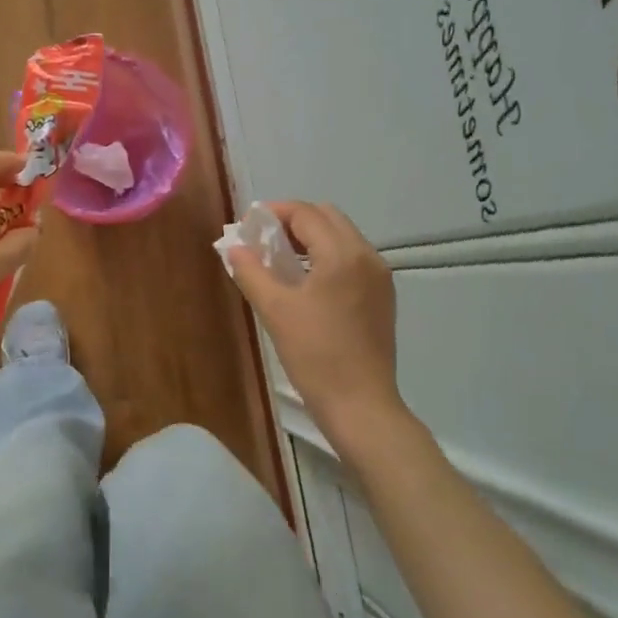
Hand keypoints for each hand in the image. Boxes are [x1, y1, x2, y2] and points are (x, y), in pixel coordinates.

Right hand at [228, 202, 405, 442]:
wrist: (360, 404)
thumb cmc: (315, 355)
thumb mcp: (275, 310)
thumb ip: (252, 272)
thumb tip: (234, 247)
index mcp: (343, 254)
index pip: (306, 214)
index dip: (274, 213)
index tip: (247, 226)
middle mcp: (367, 256)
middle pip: (328, 218)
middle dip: (293, 221)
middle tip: (263, 240)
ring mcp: (379, 277)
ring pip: (343, 238)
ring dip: (311, 239)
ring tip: (280, 260)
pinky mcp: (382, 297)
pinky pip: (352, 260)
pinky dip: (328, 257)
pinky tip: (307, 283)